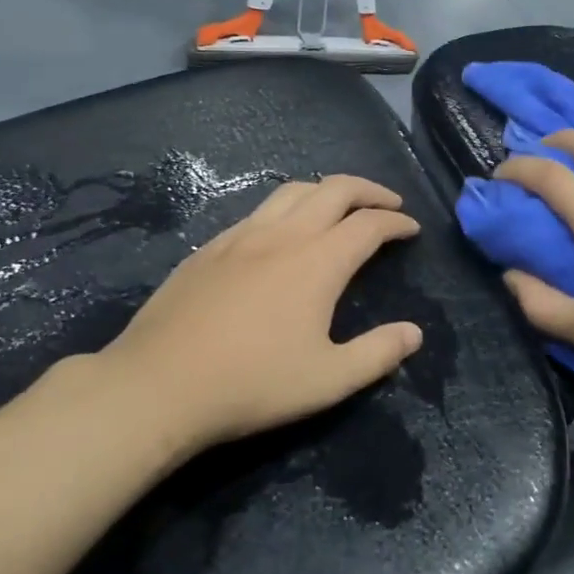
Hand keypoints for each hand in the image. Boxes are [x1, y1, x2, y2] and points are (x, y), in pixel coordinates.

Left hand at [79, 175, 423, 451]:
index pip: (369, 224)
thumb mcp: (328, 380)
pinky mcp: (210, 247)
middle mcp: (283, 235)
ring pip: (292, 191)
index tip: (411, 229)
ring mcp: (241, 236)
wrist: (159, 385)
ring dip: (325, 190)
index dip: (396, 222)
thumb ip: (378, 354)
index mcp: (318, 262)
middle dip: (368, 189)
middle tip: (386, 203)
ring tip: (339, 207)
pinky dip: (286, 208)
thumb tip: (414, 333)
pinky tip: (280, 234)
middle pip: (334, 189)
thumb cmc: (252, 384)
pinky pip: (258, 211)